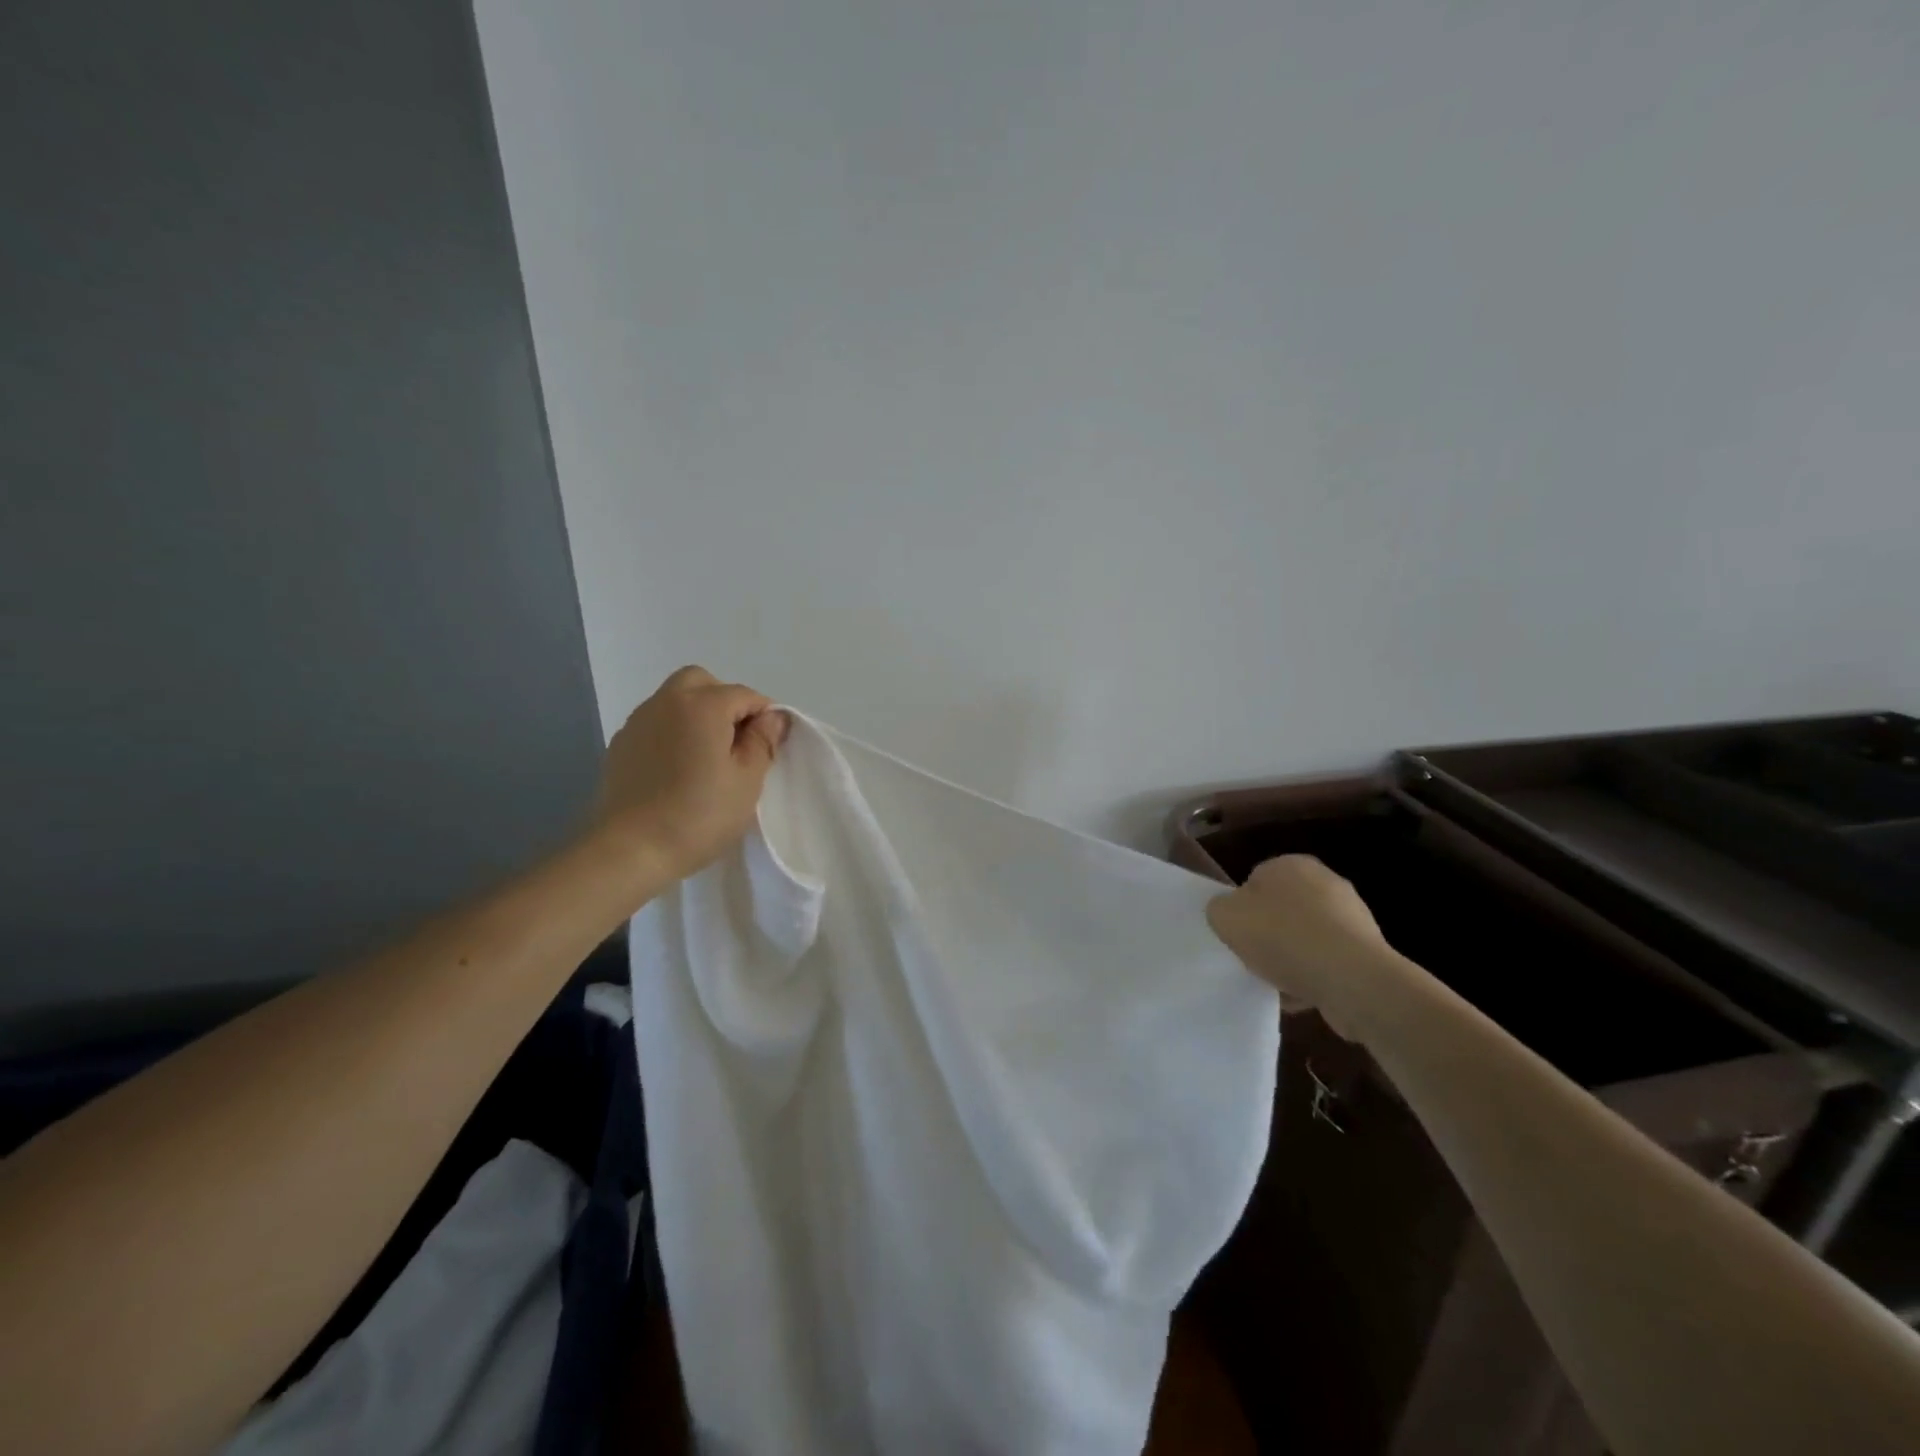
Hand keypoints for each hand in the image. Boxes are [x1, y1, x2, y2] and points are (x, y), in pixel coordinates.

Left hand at [589, 666, 787, 883]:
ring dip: (697, 715)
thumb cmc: (699, 815)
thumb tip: (773, 717)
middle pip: (702, 682)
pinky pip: (655, 723)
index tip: (770, 745)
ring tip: (707, 757)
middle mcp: (667, 702)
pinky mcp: (620, 745)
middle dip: (725, 701)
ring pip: (675, 699)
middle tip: (737, 741)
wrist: (629, 850)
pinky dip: (673, 732)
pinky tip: (678, 769)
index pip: (744, 695)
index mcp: (703, 705)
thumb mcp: (746, 781)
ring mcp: (638, 722)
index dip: (764, 715)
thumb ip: (762, 742)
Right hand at [1205, 855, 1402, 1041]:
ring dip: (1293, 958)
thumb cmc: (1283, 938)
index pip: (1255, 881)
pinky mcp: (1368, 950)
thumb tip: (1231, 913)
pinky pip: (1328, 962)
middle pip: (1282, 910)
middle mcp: (1326, 881)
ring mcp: (1352, 916)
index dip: (1243, 909)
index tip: (1239, 934)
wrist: (1352, 980)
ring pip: (1306, 938)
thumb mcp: (1225, 917)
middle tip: (1255, 958)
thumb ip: (1219, 909)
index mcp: (1291, 864)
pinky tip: (1303, 995)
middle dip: (1270, 934)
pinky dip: (1315, 976)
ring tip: (1278, 984)